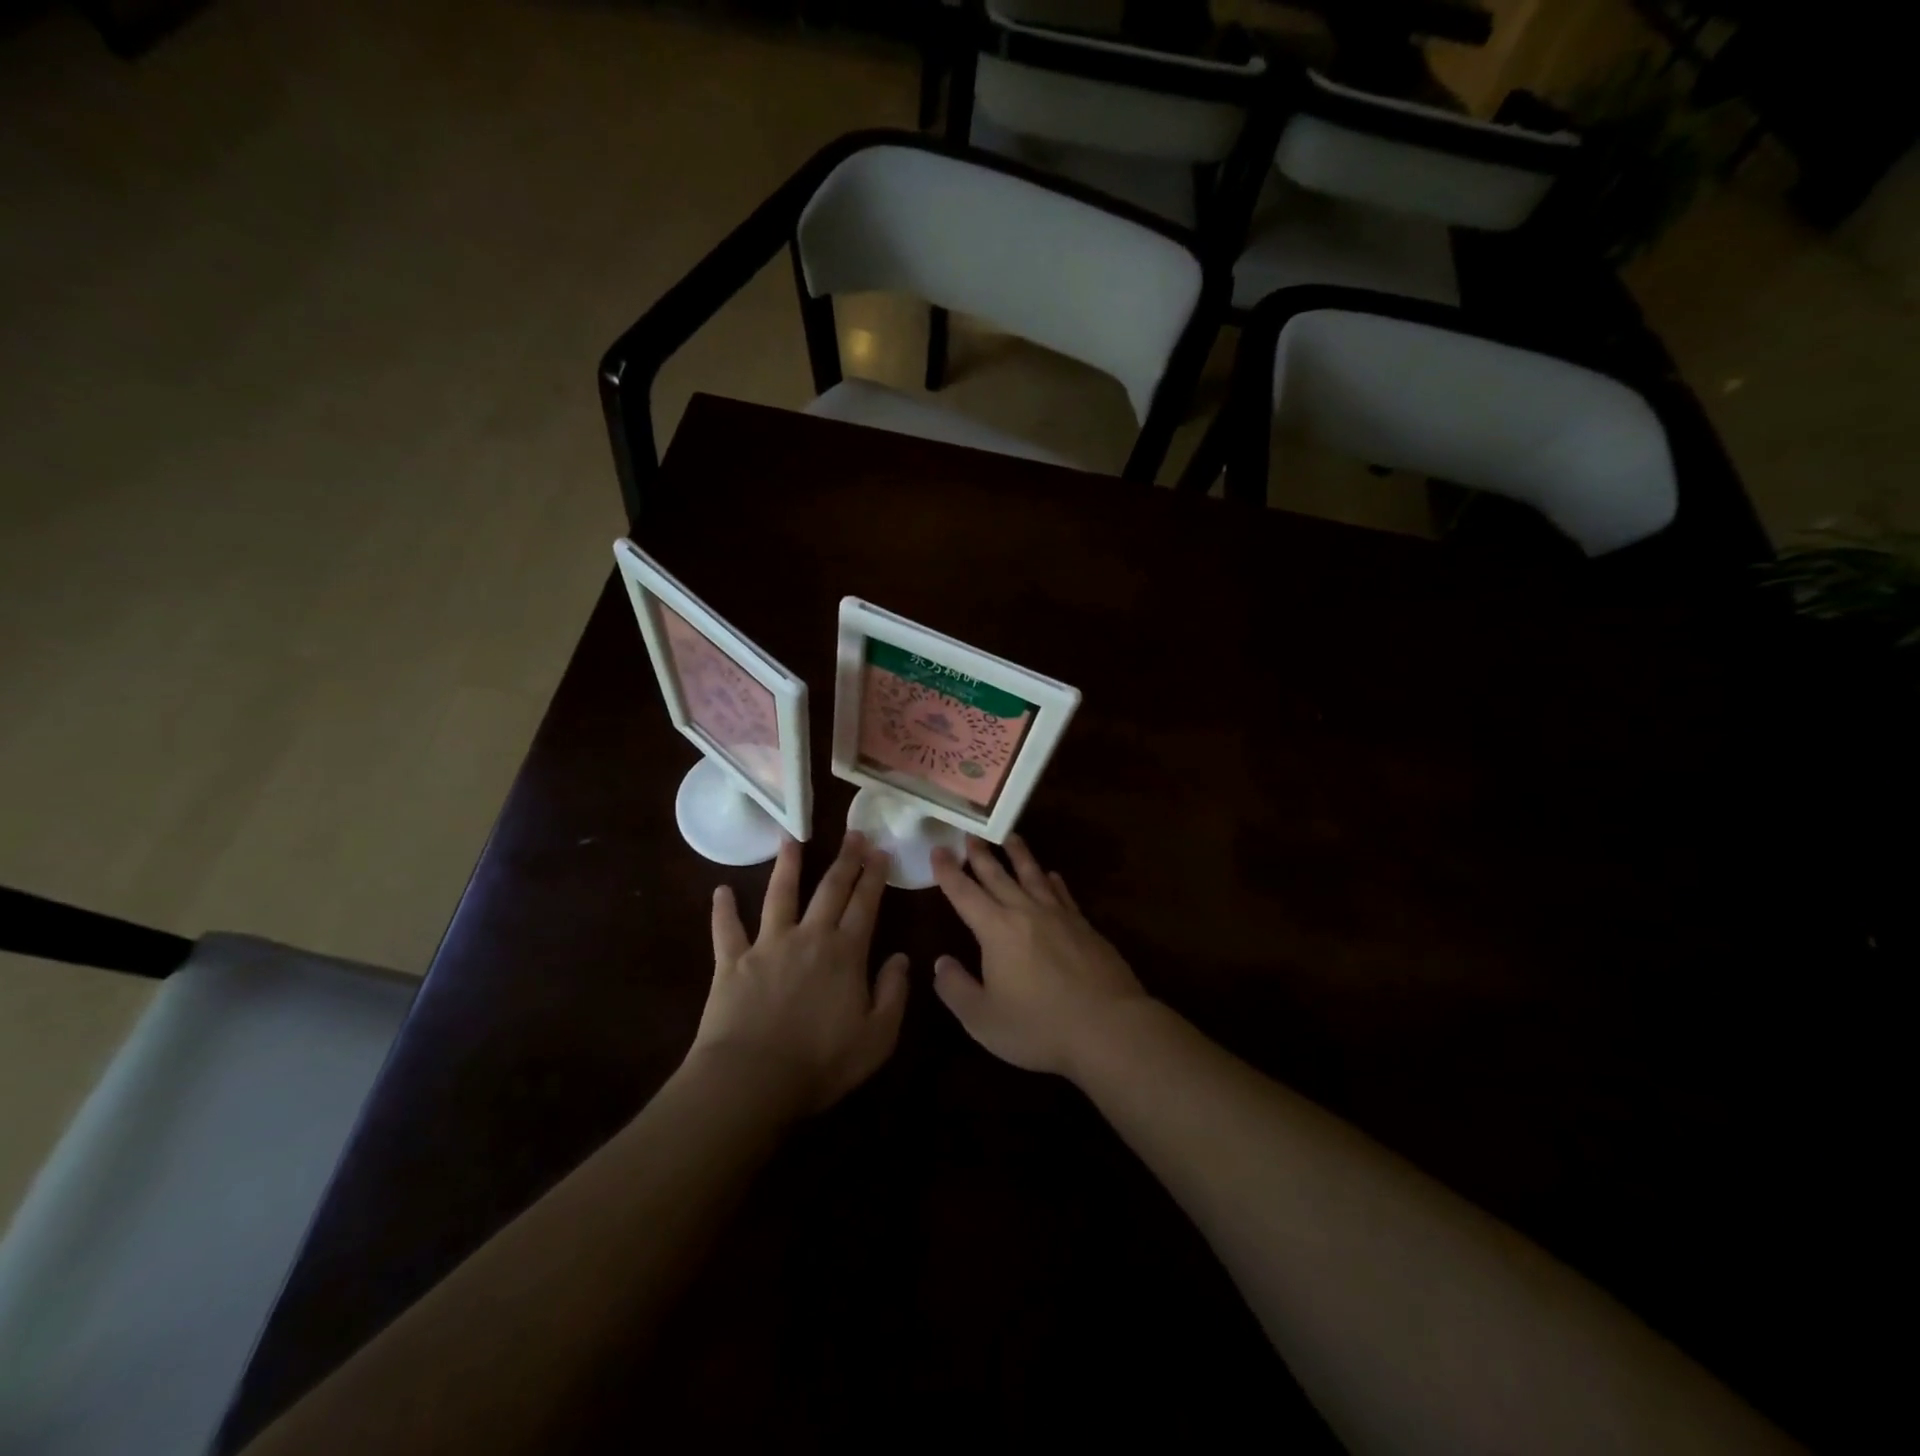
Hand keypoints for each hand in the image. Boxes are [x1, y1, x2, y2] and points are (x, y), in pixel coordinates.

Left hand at [690, 832, 908, 1115]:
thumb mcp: (877, 1038)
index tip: (880, 851)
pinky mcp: (731, 961)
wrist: (751, 1079)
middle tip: (853, 834)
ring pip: (779, 895)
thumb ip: (893, 994)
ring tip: (791, 838)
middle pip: (830, 889)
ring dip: (787, 865)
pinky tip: (720, 891)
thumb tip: (902, 958)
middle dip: (845, 859)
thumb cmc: (820, 1063)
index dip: (874, 876)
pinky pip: (726, 929)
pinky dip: (723, 910)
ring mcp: (767, 945)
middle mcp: (809, 937)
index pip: (865, 904)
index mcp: (845, 953)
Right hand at [930, 834, 1147, 1078]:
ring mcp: (1059, 916)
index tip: (938, 849)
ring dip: (1019, 855)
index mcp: (996, 930)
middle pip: (998, 876)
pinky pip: (1063, 894)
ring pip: (1033, 875)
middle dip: (980, 854)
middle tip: (970, 833)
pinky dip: (1053, 881)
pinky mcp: (1085, 927)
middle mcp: (1026, 912)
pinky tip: (1052, 875)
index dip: (948, 872)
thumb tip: (940, 963)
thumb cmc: (1039, 1026)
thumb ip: (956, 989)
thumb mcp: (983, 1018)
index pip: (965, 893)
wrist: (1108, 1027)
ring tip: (1010, 836)